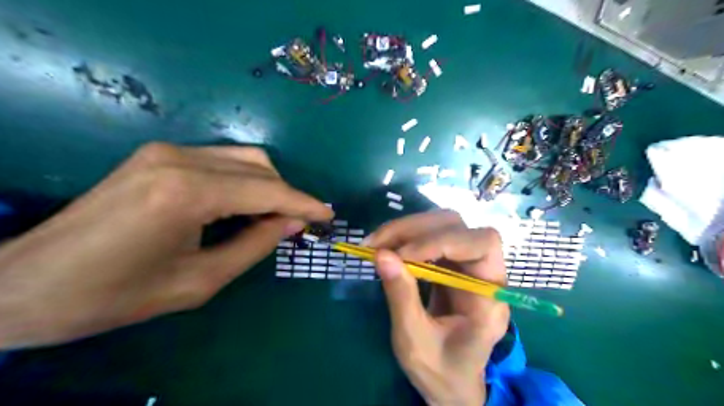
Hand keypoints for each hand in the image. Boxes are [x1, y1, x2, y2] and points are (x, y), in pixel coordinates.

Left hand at [0, 143, 331, 348]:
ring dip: (268, 185)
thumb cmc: (118, 295)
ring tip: (272, 217)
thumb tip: (293, 222)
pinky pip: (221, 160)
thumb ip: (256, 245)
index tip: (329, 215)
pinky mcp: (158, 154)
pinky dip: (243, 181)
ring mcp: (166, 151)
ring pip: (243, 158)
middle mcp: (180, 159)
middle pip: (260, 166)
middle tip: (298, 224)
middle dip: (287, 195)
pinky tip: (242, 205)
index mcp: (188, 193)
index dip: (304, 203)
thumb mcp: (201, 281)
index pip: (268, 190)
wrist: (29, 284)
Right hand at [369, 210, 507, 404]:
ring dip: (406, 229)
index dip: (442, 241)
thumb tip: (381, 254)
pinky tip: (385, 247)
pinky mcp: (450, 263)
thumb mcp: (414, 340)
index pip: (482, 245)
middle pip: (459, 226)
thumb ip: (401, 296)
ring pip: (442, 225)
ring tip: (375, 242)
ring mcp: (467, 264)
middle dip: (415, 229)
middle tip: (376, 242)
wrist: (451, 381)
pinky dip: (405, 237)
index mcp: (490, 298)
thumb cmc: (440, 370)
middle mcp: (485, 273)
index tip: (402, 254)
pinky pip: (429, 237)